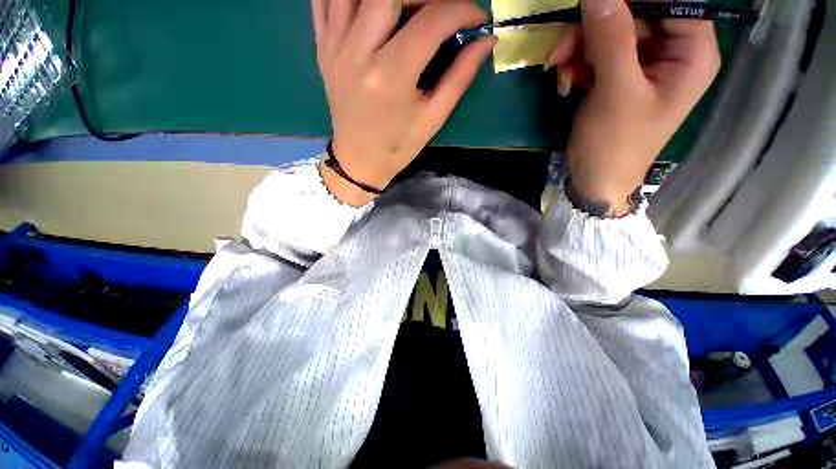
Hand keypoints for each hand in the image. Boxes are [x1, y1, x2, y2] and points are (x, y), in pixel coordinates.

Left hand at [312, 0, 495, 205]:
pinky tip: (370, 6)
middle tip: (440, 10)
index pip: (431, 20)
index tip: (477, 17)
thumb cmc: (398, 146)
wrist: (359, 161)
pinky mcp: (322, 47)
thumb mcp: (432, 118)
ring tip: (408, 8)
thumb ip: (459, 77)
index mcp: (391, 76)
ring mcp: (335, 46)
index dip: (462, 9)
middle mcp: (358, 52)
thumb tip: (486, 41)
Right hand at [549, 0, 720, 216]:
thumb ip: (611, 38)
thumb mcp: (616, 92)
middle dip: (593, 28)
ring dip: (578, 47)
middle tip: (560, 49)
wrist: (594, 179)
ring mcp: (642, 64)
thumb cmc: (615, 144)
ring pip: (610, 32)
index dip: (634, 0)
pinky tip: (566, 82)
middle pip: (635, 15)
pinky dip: (577, 63)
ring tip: (558, 68)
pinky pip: (597, 53)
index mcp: (690, 53)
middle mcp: (671, 52)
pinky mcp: (618, 76)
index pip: (672, 3)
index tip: (596, 6)